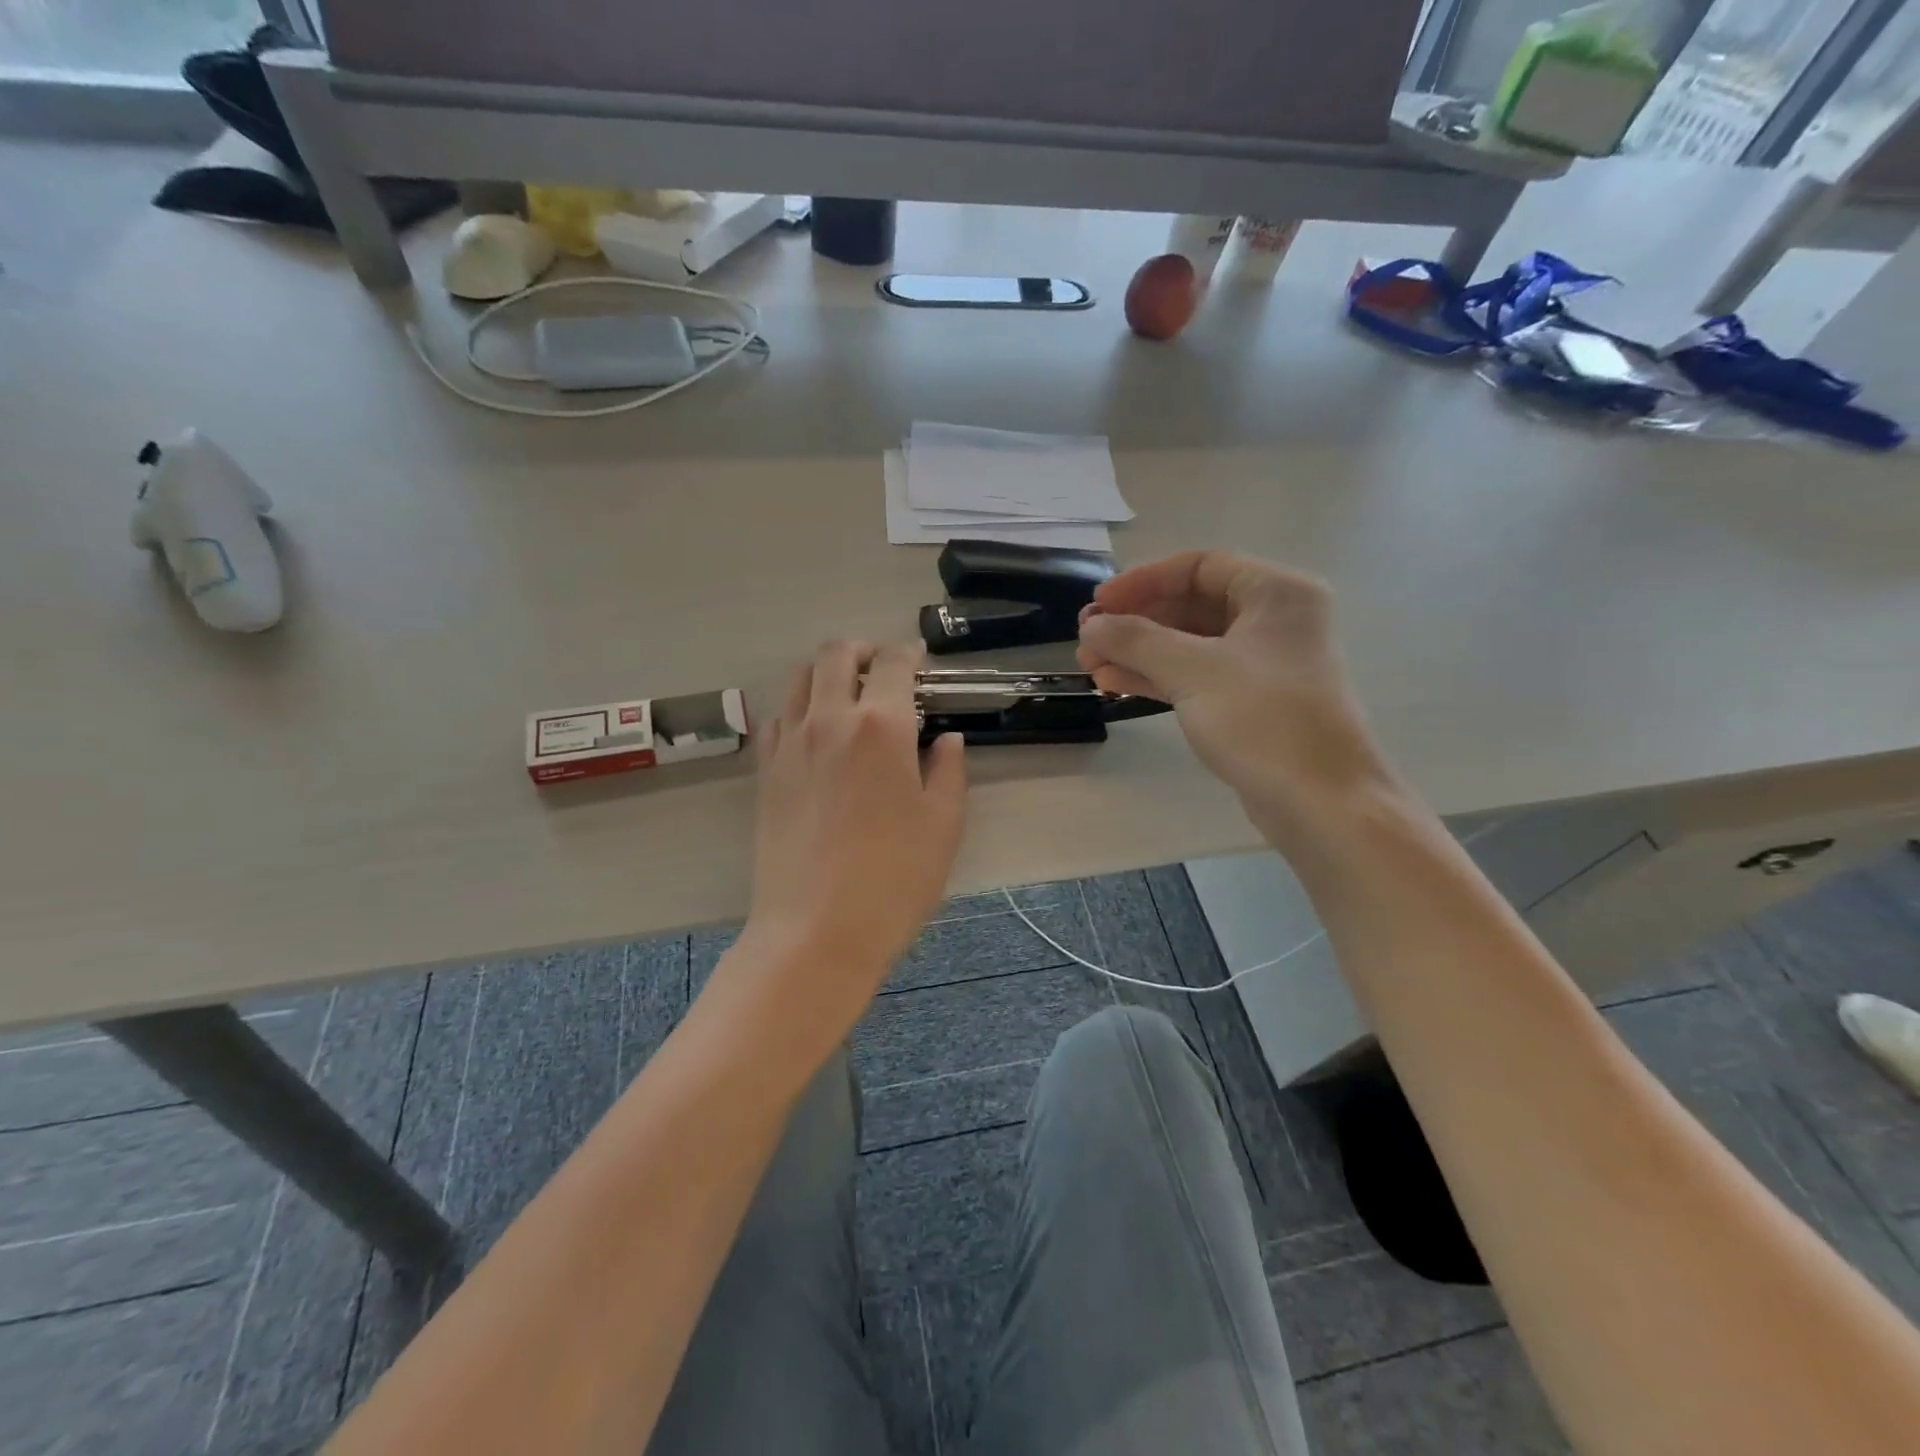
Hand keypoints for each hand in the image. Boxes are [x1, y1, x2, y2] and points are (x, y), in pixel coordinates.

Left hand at [740, 641, 966, 1023]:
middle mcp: (830, 719)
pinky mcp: (765, 772)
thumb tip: (946, 740)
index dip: (910, 655)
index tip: (920, 664)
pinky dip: (798, 710)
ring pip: (799, 679)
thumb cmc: (894, 880)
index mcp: (882, 726)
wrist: (816, 931)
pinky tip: (816, 736)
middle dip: (863, 651)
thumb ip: (949, 771)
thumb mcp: (943, 825)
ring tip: (847, 697)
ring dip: (826, 674)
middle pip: (836, 654)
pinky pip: (778, 719)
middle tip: (883, 671)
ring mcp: (790, 744)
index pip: (893, 664)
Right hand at [1077, 552, 1394, 843]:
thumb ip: (1135, 640)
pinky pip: (1195, 675)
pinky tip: (1114, 684)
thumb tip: (1090, 627)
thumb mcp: (1193, 670)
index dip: (1142, 581)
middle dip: (1135, 621)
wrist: (1321, 803)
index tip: (1098, 605)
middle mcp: (1273, 620)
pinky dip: (1156, 677)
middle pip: (1190, 604)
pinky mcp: (1250, 702)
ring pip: (1188, 644)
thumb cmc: (1263, 721)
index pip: (1198, 566)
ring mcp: (1262, 663)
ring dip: (1138, 651)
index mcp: (1276, 592)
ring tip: (1090, 666)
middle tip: (1088, 639)